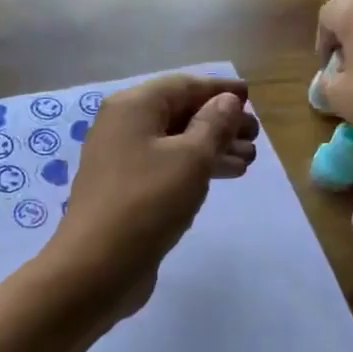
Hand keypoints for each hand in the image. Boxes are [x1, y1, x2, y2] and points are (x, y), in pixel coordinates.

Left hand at [47, 74, 259, 314]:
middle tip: (255, 136)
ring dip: (212, 148)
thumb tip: (226, 101)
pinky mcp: (126, 192)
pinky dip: (195, 169)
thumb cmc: (148, 202)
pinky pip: (167, 168)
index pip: (183, 85)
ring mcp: (121, 161)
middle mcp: (123, 127)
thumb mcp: (191, 158)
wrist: (97, 266)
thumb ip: (214, 125)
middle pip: (179, 113)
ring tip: (249, 161)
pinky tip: (223, 177)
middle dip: (220, 122)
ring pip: (175, 144)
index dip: (219, 90)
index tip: (251, 97)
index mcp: (133, 107)